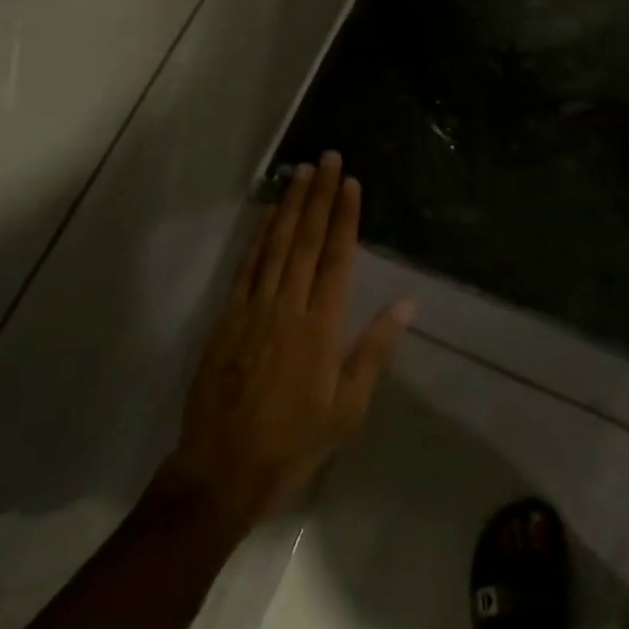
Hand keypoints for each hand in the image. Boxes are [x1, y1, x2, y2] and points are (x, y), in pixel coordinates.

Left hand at [156, 153, 414, 534]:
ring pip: (275, 246)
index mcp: (321, 327)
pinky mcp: (226, 319)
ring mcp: (253, 310)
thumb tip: (405, 303)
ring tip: (301, 172)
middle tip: (327, 158)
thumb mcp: (348, 407)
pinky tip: (266, 214)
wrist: (223, 470)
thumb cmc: (295, 442)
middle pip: (306, 241)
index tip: (350, 183)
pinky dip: (257, 236)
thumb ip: (374, 350)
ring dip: (290, 205)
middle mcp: (288, 307)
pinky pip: (245, 267)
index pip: (337, 259)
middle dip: (319, 197)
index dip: (345, 218)